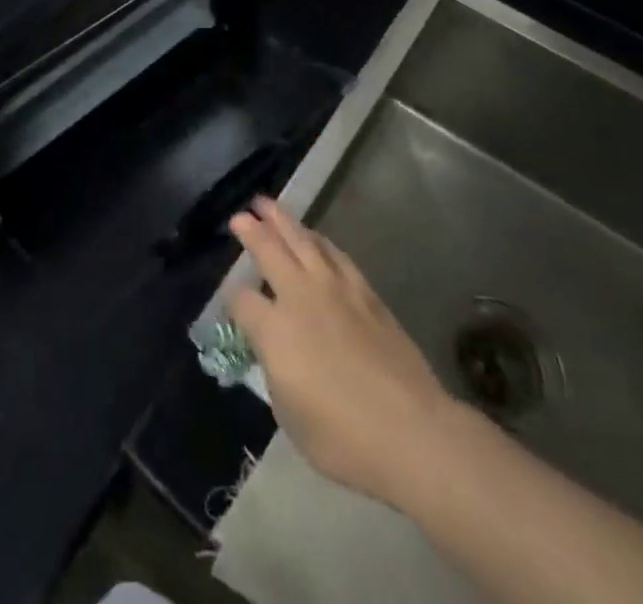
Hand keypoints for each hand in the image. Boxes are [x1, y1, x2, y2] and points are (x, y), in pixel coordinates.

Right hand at [227, 197, 459, 509]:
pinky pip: (335, 254)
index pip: (241, 300)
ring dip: (283, 220)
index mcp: (274, 329)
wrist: (410, 431)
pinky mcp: (365, 292)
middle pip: (269, 250)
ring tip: (270, 205)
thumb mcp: (289, 414)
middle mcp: (299, 297)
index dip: (232, 298)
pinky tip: (315, 237)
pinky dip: (319, 240)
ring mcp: (335, 289)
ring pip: (303, 240)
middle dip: (251, 230)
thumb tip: (273, 351)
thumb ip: (275, 372)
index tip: (231, 300)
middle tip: (241, 215)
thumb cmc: (342, 437)